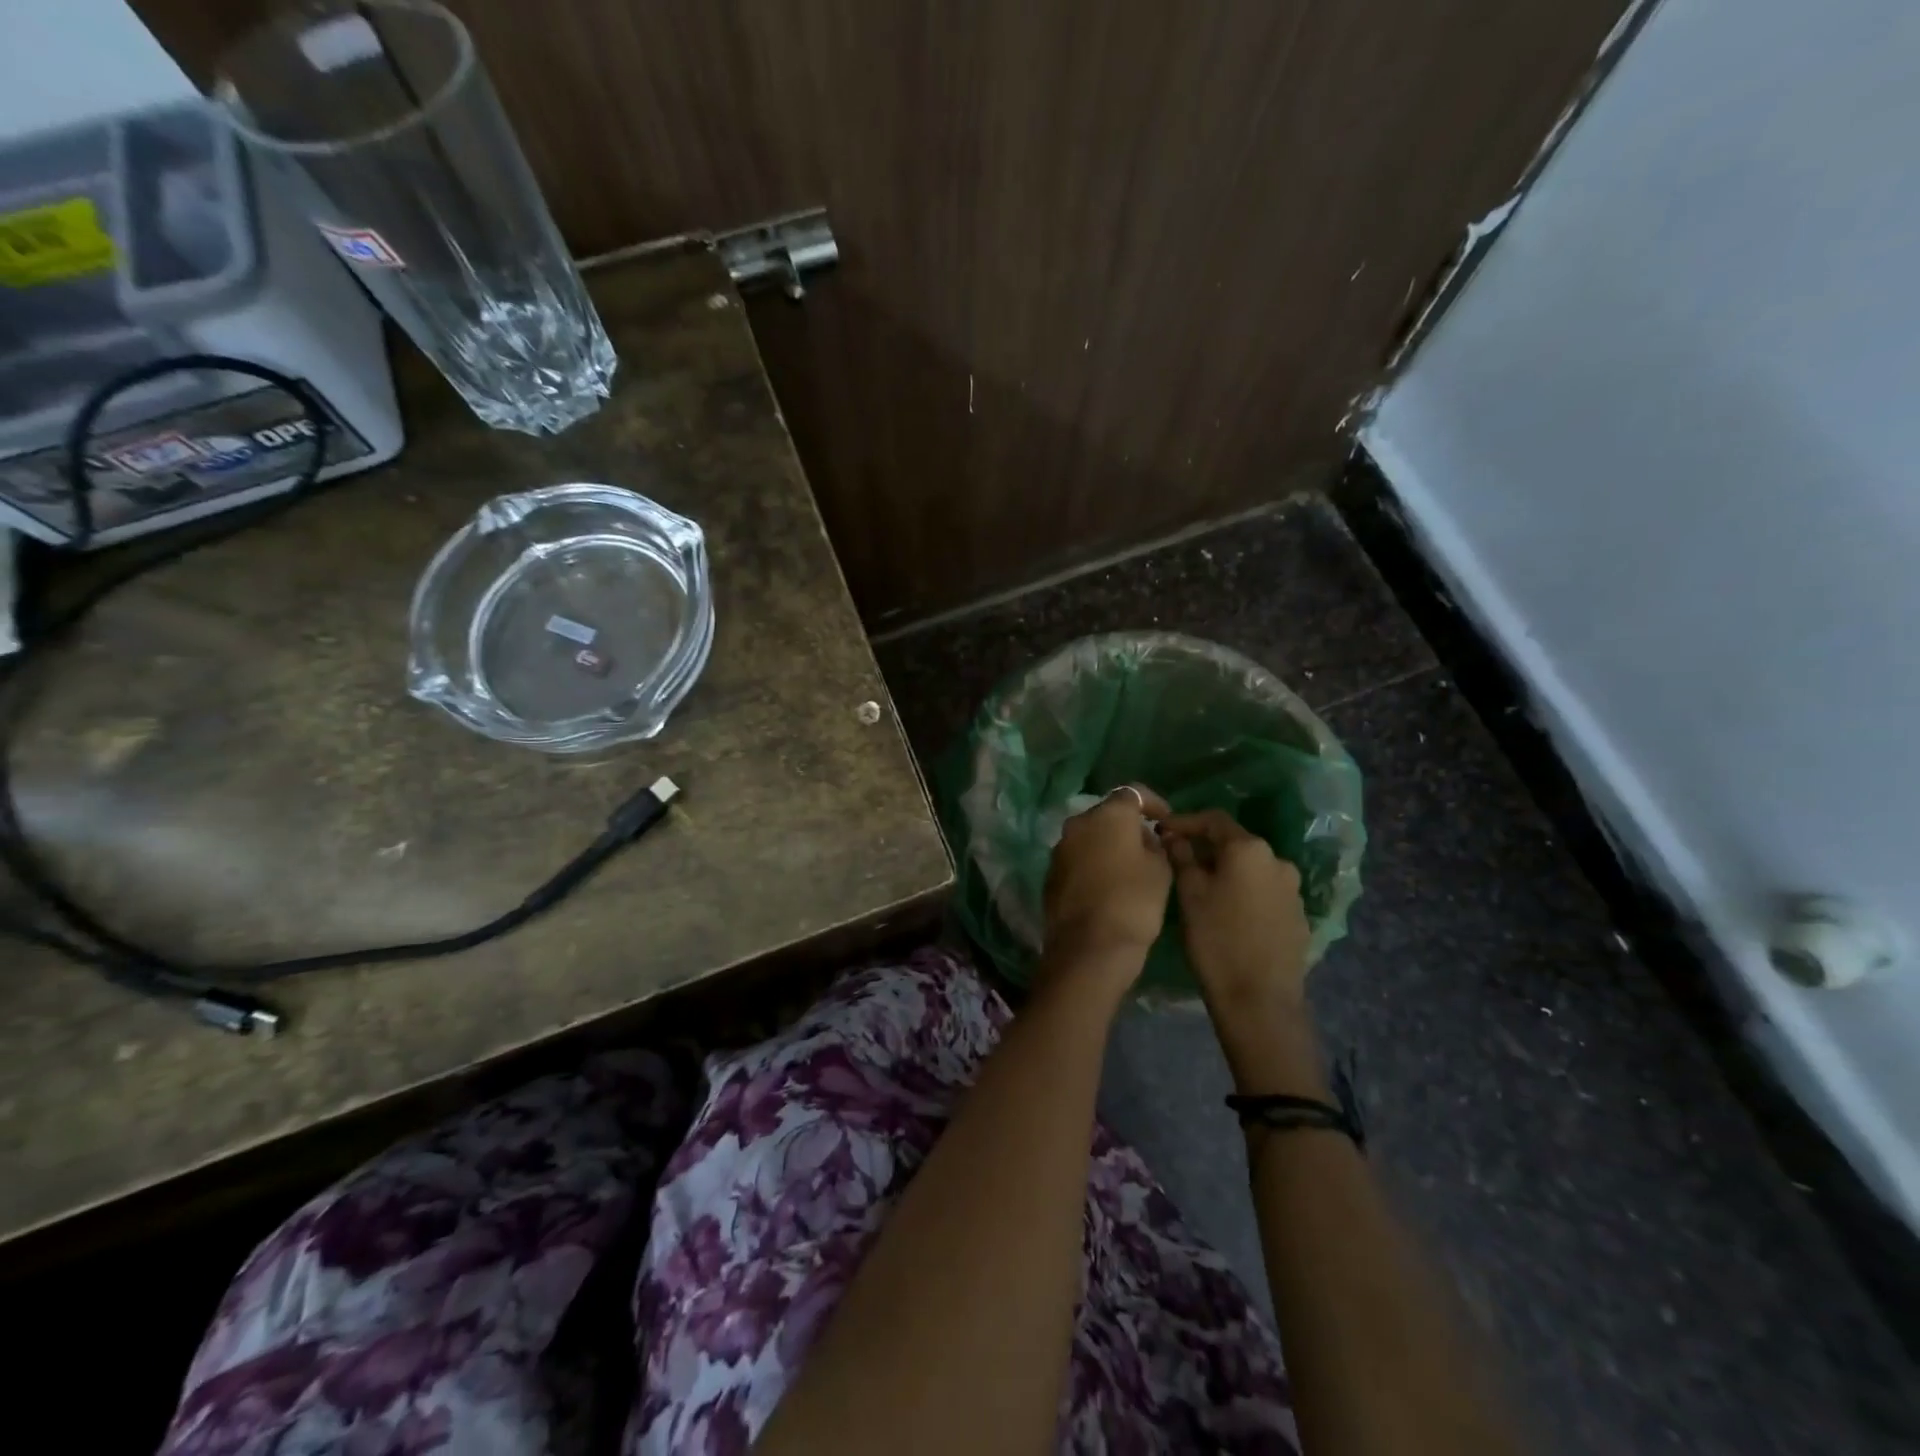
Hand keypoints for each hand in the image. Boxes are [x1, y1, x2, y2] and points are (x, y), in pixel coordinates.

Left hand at [1042, 785, 1172, 964]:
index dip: (1153, 803)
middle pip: (1107, 815)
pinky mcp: (1050, 874)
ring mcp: (1060, 849)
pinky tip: (1107, 885)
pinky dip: (1092, 864)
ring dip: (1107, 845)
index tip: (1165, 819)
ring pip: (1089, 837)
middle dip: (1127, 825)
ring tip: (1129, 867)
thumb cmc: (1134, 901)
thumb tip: (1143, 839)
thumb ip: (1154, 845)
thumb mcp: (1160, 869)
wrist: (1089, 947)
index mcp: (1107, 815)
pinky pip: (1077, 859)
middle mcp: (1078, 824)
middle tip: (1149, 845)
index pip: (1132, 793)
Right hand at [1164, 810, 1311, 1016]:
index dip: (1185, 821)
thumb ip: (1182, 857)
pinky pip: (1263, 891)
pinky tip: (1226, 910)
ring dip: (1225, 870)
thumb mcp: (1190, 895)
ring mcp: (1292, 889)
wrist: (1259, 1000)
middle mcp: (1277, 860)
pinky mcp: (1297, 915)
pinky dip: (1242, 891)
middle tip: (1177, 858)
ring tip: (1200, 886)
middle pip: (1235, 843)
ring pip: (1250, 868)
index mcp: (1249, 849)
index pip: (1214, 820)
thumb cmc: (1216, 940)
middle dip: (1205, 847)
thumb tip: (1176, 837)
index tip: (1162, 830)